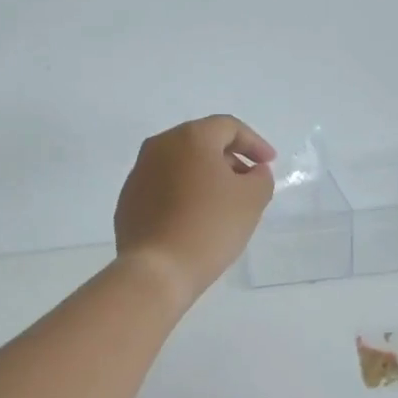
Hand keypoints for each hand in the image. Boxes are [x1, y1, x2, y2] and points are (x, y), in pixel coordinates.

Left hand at [114, 116, 275, 306]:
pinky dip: (182, 195)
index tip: (269, 164)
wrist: (157, 270)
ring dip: (204, 177)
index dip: (254, 143)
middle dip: (228, 159)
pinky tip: (194, 219)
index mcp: (190, 138)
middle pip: (201, 143)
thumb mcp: (252, 200)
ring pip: (179, 165)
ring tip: (222, 203)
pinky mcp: (128, 201)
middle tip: (247, 182)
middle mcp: (159, 147)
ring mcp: (138, 173)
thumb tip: (252, 172)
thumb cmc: (210, 227)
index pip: (228, 127)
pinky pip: (163, 188)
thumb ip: (261, 177)